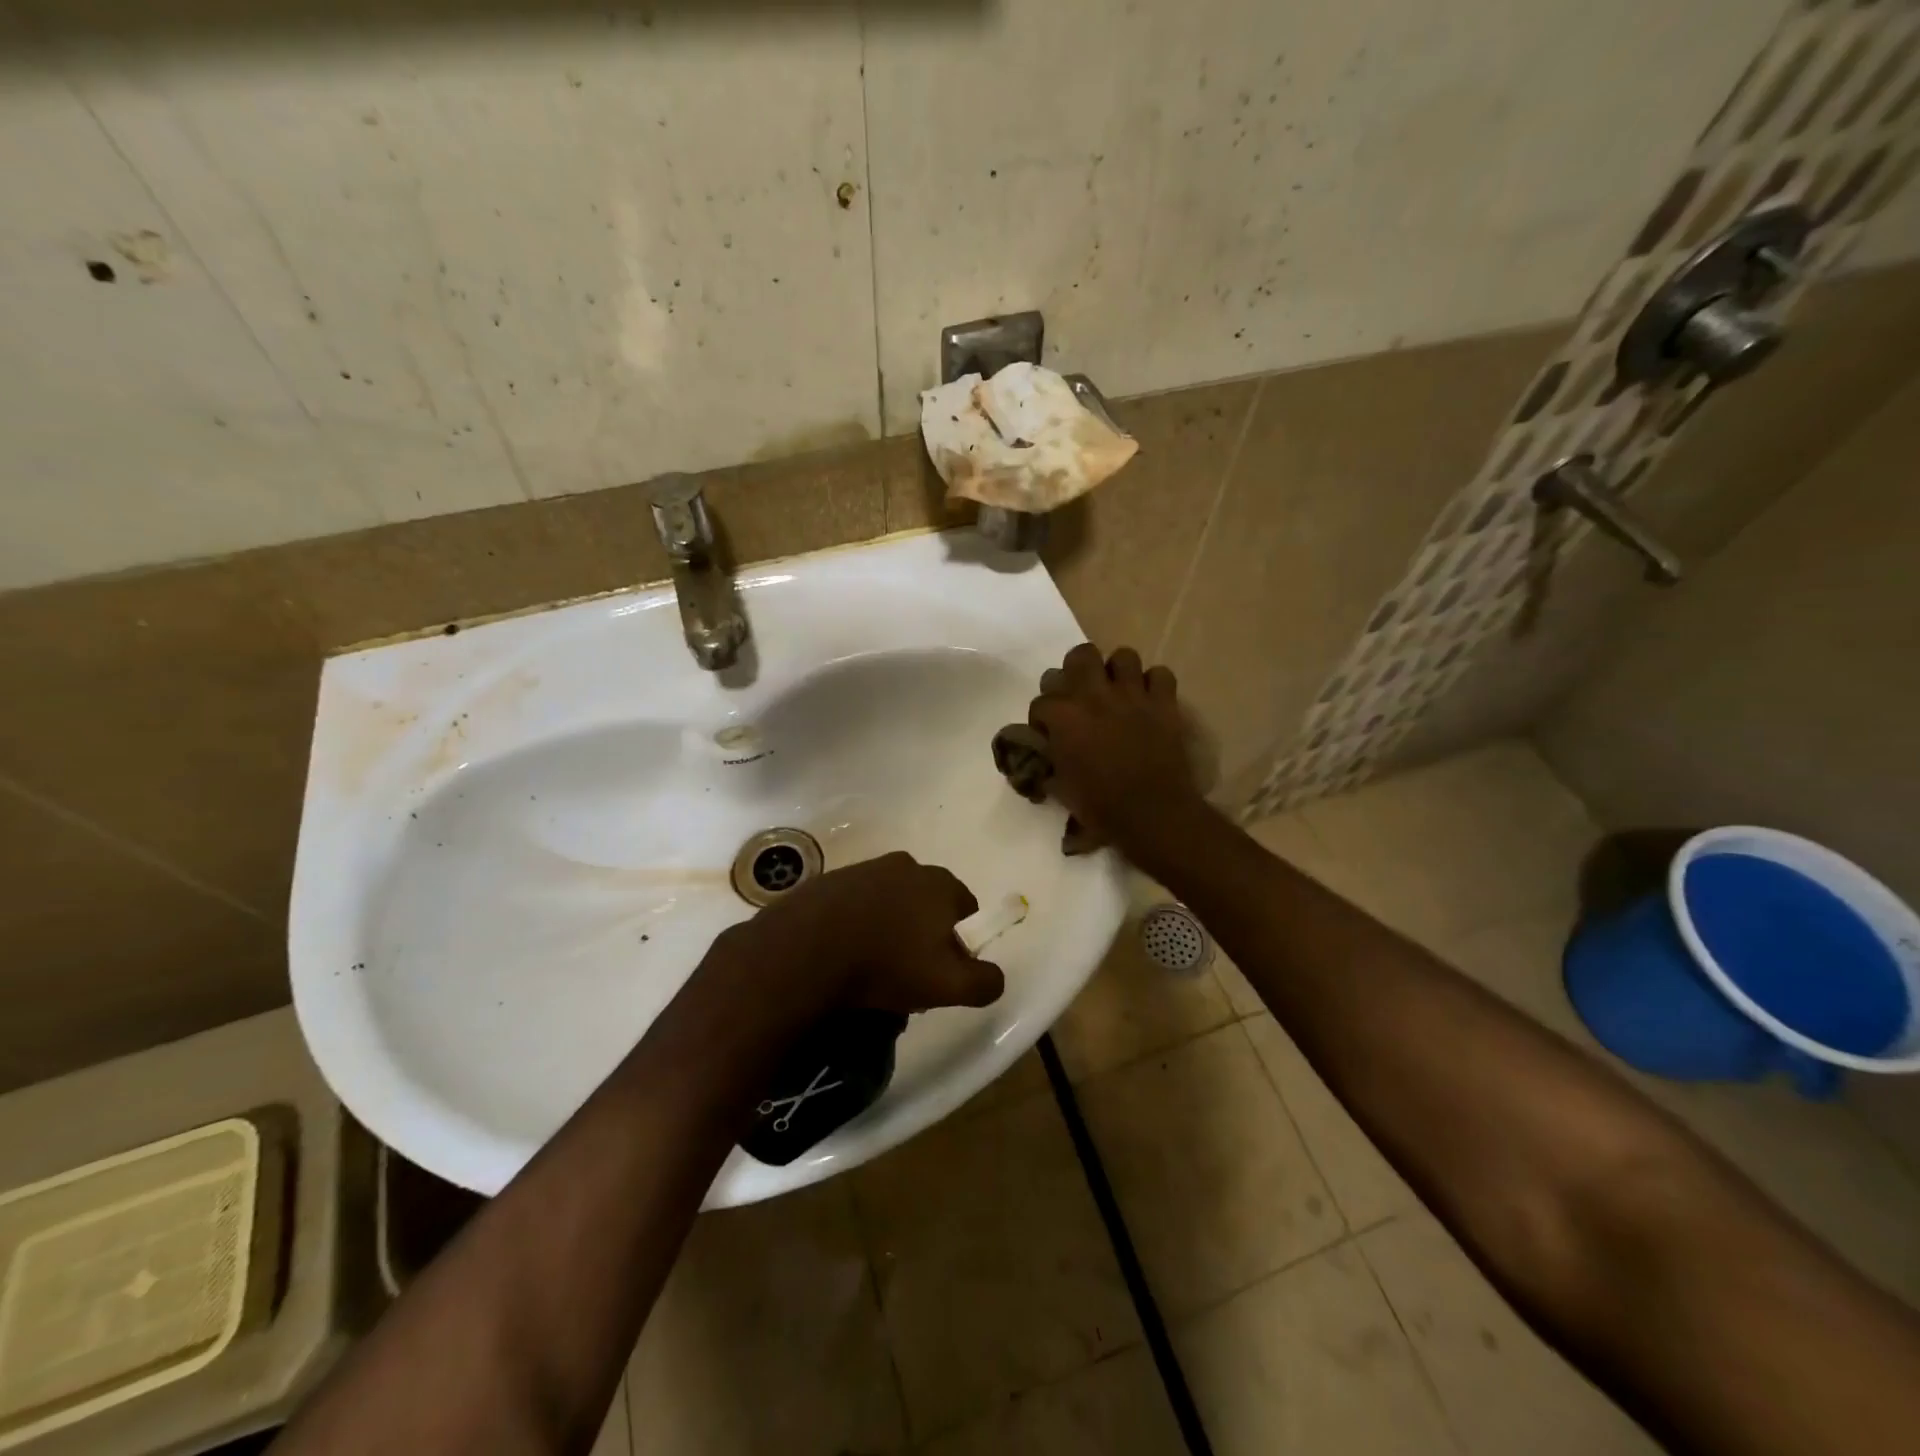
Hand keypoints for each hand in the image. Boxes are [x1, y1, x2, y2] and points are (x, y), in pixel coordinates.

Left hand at [721, 851, 1004, 1016]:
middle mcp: (906, 865)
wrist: (803, 951)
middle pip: (927, 904)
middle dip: (922, 935)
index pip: (966, 910)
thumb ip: (985, 982)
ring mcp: (864, 869)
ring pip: (890, 903)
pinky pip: (855, 905)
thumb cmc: (885, 964)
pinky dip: (855, 925)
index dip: (959, 943)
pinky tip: (842, 954)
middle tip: (906, 973)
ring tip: (870, 968)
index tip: (940, 971)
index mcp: (940, 883)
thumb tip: (995, 977)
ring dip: (888, 929)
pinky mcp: (829, 881)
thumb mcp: (949, 985)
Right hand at [1029, 643, 1204, 858]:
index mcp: (1063, 716)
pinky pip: (1160, 675)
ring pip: (1123, 656)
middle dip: (1076, 670)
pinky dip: (1154, 684)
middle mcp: (1095, 695)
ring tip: (1116, 690)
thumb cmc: (1100, 806)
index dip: (1042, 718)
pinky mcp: (1164, 703)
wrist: (1151, 814)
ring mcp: (1132, 695)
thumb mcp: (1060, 788)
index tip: (1047, 733)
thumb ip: (1049, 765)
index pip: (1041, 702)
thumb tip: (1043, 762)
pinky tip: (1148, 700)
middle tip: (1080, 693)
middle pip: (1081, 656)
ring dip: (1117, 671)